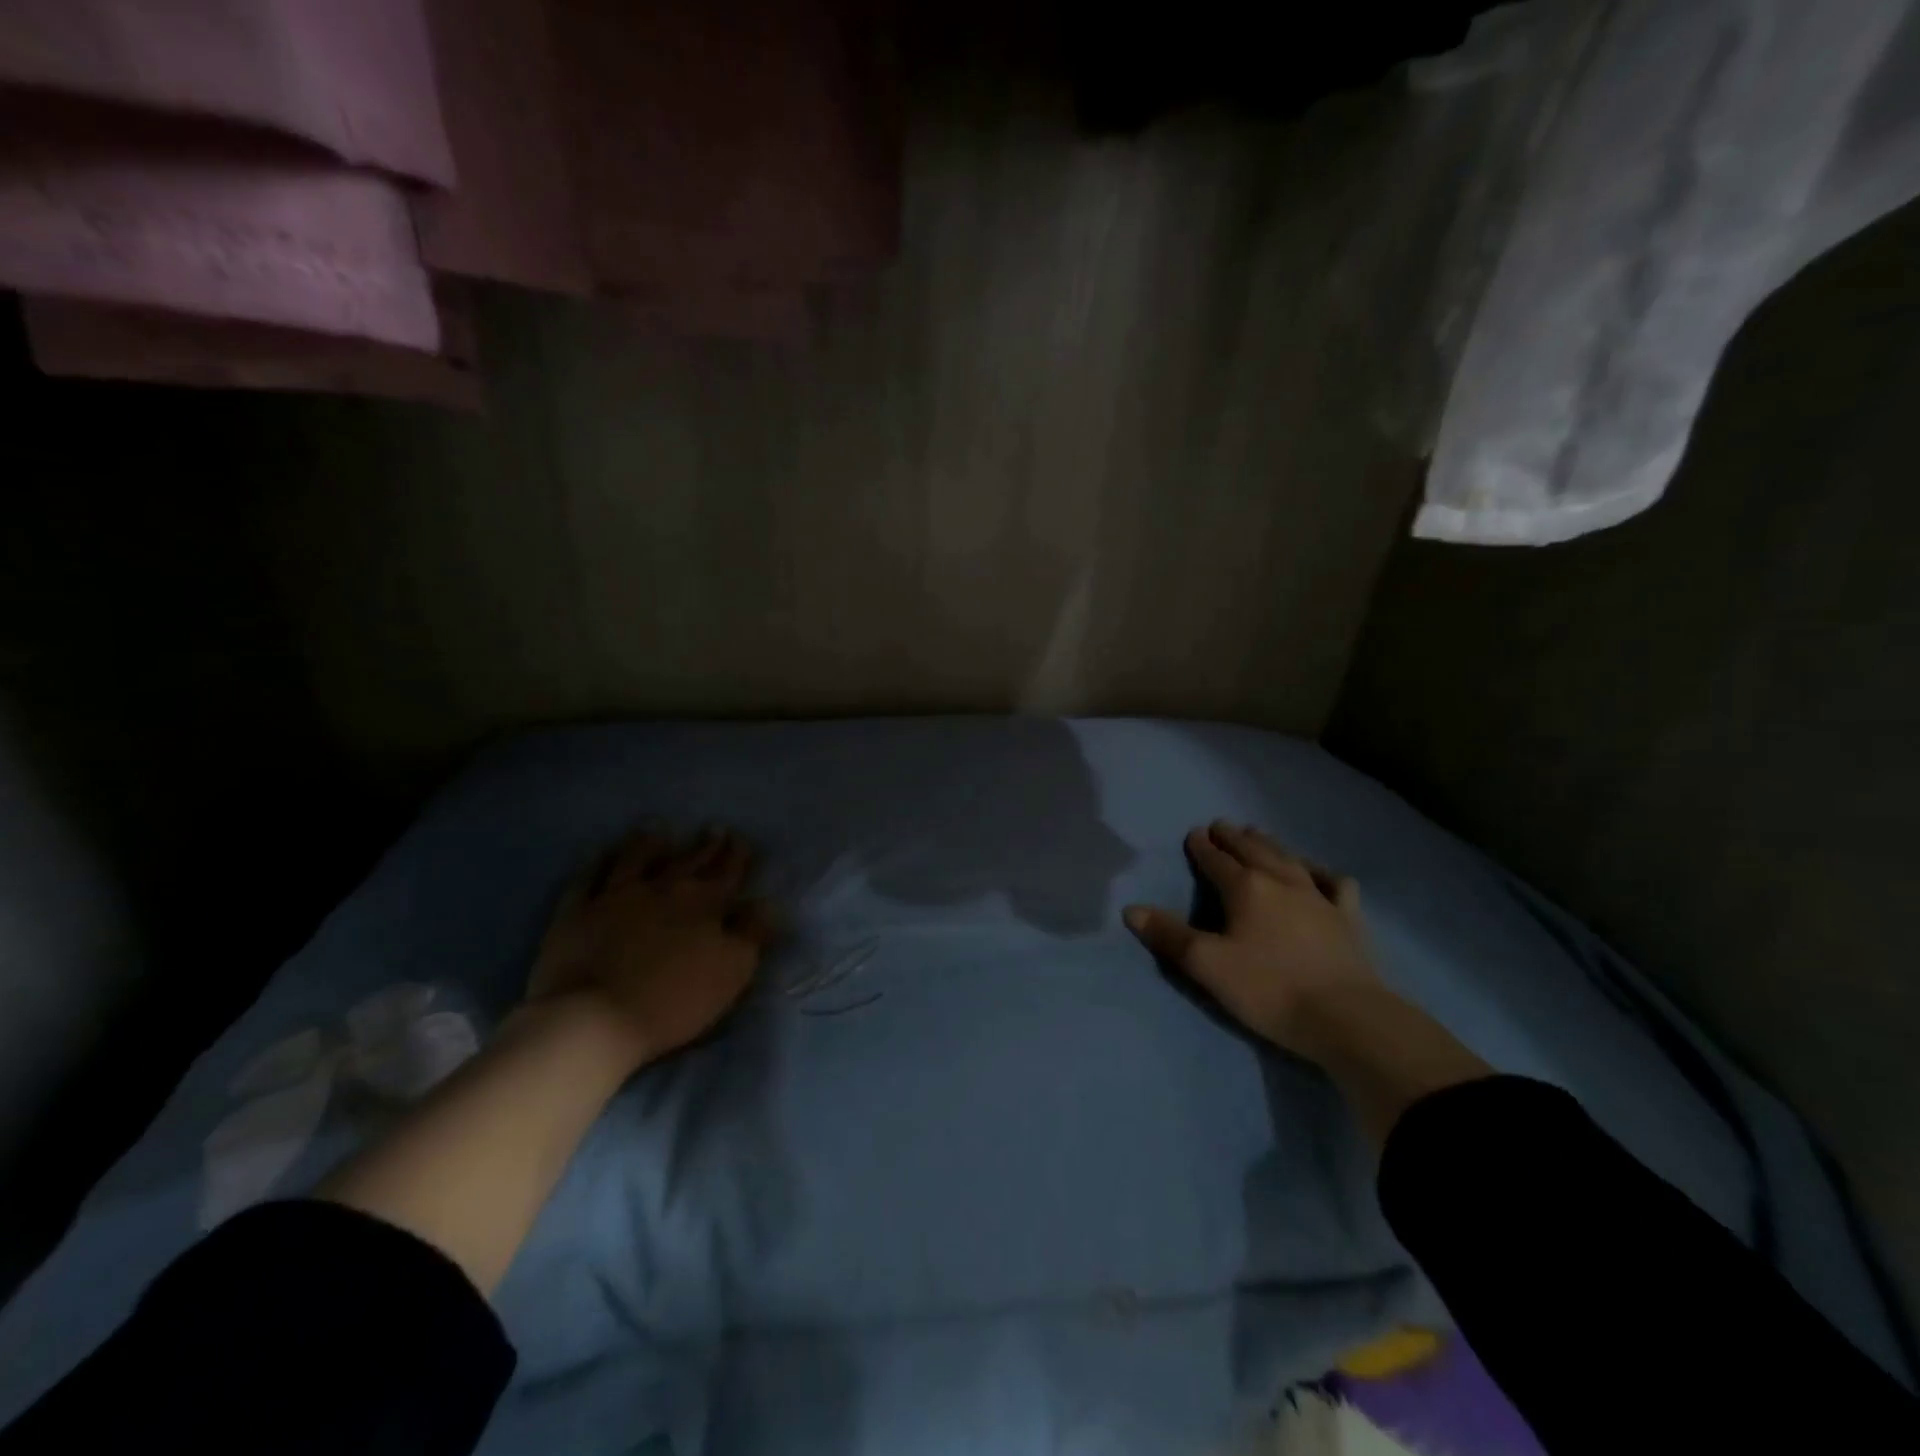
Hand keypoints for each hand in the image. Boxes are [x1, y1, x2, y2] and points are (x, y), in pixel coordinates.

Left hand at [526, 827, 776, 1071]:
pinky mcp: (577, 912)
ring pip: (637, 859)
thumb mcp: (732, 971)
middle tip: (713, 828)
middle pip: (688, 861)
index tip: (742, 839)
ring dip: (650, 842)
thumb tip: (768, 903)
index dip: (737, 855)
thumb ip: (752, 934)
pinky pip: (588, 879)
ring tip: (658, 827)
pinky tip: (601, 853)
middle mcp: (663, 889)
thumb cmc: (674, 999)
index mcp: (704, 904)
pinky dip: (597, 863)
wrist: (595, 1018)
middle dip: (705, 845)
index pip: (728, 872)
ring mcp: (616, 897)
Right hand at [1124, 821, 1379, 1059]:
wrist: (1347, 1018)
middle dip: (1233, 837)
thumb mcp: (1208, 965)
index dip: (1202, 847)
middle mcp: (1281, 881)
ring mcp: (1319, 897)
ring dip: (1270, 844)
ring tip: (1258, 835)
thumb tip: (1130, 909)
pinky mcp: (1348, 917)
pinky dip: (1322, 872)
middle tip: (1220, 826)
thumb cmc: (1269, 989)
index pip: (1216, 860)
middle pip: (1252, 850)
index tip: (1194, 833)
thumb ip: (1169, 935)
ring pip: (1289, 858)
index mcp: (1245, 888)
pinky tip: (1319, 873)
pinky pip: (1334, 883)